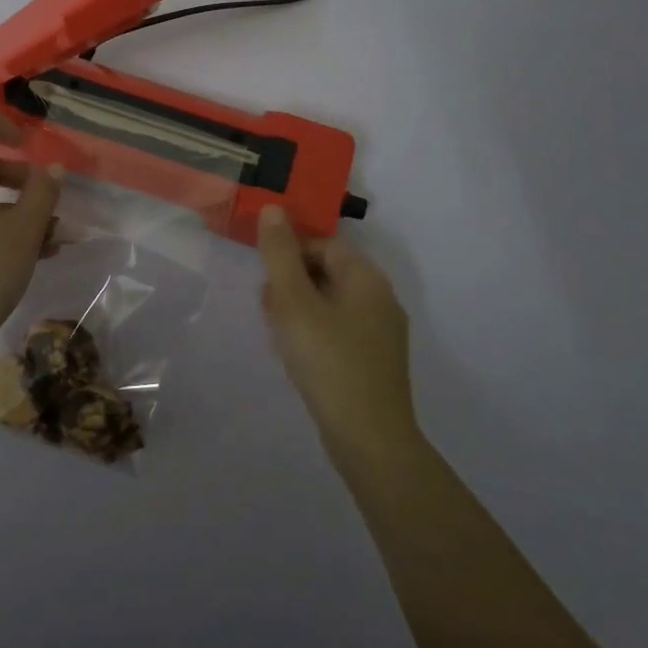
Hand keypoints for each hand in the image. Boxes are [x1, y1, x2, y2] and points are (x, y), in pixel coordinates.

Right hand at [257, 206, 418, 454]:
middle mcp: (380, 298)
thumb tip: (273, 208)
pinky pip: (338, 330)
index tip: (266, 279)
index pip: (323, 244)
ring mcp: (381, 332)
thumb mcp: (295, 303)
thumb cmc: (329, 361)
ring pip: (329, 303)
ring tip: (278, 335)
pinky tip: (297, 356)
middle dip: (291, 284)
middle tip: (268, 309)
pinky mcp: (375, 361)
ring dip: (298, 310)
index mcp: (366, 278)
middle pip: (326, 272)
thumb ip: (280, 254)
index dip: (289, 254)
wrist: (370, 439)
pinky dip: (314, 333)